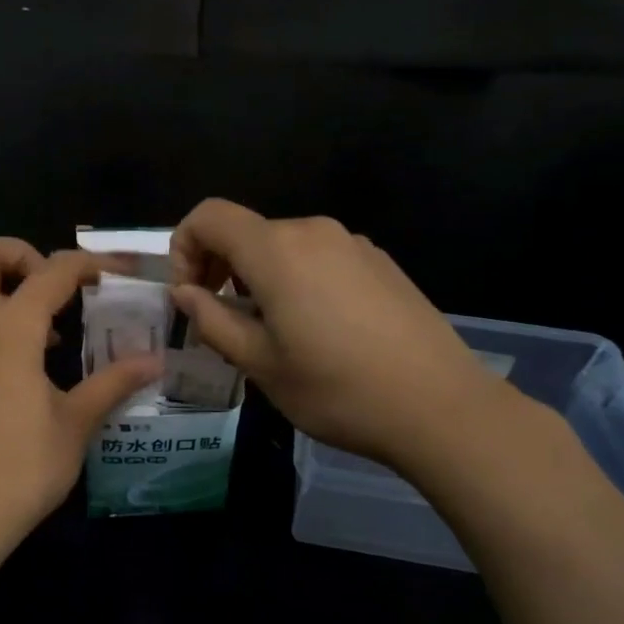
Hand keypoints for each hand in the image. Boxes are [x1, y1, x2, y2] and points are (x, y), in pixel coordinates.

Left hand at [0, 239, 161, 567]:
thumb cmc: (20, 469)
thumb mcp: (75, 424)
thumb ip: (112, 383)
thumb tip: (154, 361)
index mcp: (8, 329)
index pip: (52, 271)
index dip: (92, 262)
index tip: (123, 273)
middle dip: (21, 253)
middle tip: (60, 288)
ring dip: (11, 291)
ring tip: (57, 331)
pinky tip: (32, 368)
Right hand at [169, 199, 509, 468]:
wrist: (440, 407)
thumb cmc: (337, 390)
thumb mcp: (260, 364)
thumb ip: (212, 320)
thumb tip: (185, 292)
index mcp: (277, 250)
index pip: (209, 216)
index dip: (183, 248)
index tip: (190, 296)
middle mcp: (314, 232)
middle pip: (246, 232)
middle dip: (220, 268)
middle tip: (222, 322)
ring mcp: (353, 244)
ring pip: (283, 247)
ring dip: (258, 278)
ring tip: (270, 333)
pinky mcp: (380, 262)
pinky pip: (319, 258)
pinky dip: (296, 281)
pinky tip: (317, 331)